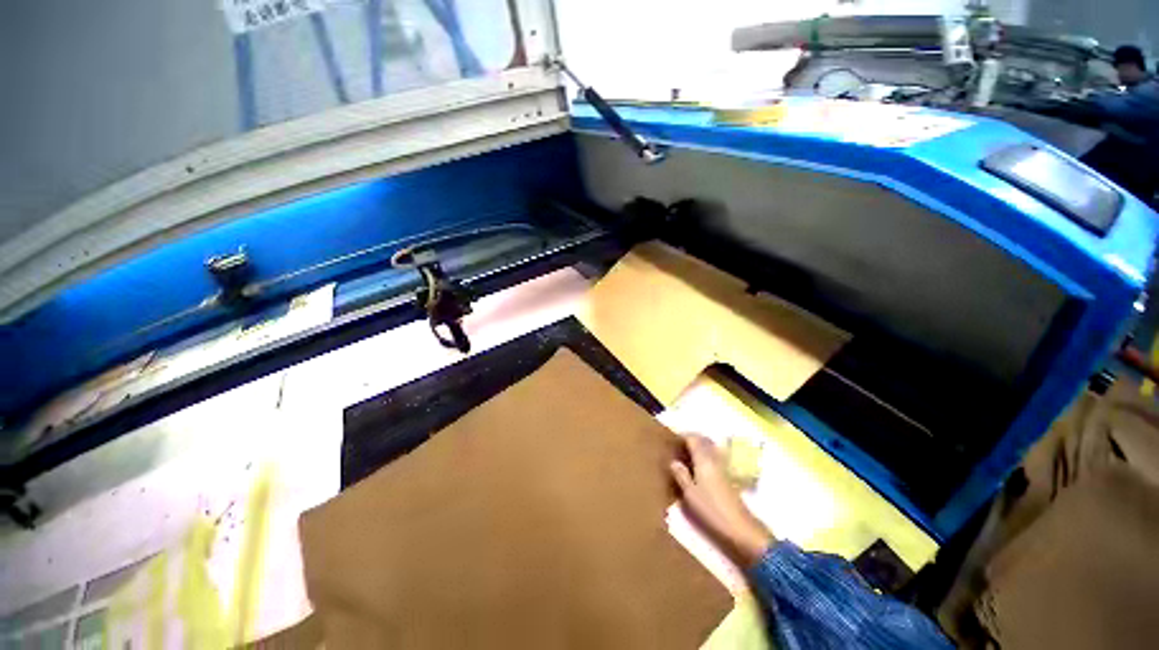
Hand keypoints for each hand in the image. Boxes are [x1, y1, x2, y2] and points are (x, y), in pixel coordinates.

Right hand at [669, 435, 774, 566]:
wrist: (739, 526)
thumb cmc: (711, 509)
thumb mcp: (690, 493)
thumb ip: (681, 475)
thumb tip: (673, 461)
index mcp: (703, 459)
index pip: (693, 438)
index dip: (683, 436)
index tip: (672, 438)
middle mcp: (714, 458)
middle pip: (704, 439)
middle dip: (692, 438)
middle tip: (679, 443)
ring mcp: (723, 466)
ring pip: (711, 447)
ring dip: (700, 445)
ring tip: (687, 452)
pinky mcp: (728, 475)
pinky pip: (714, 456)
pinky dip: (706, 454)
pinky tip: (699, 465)